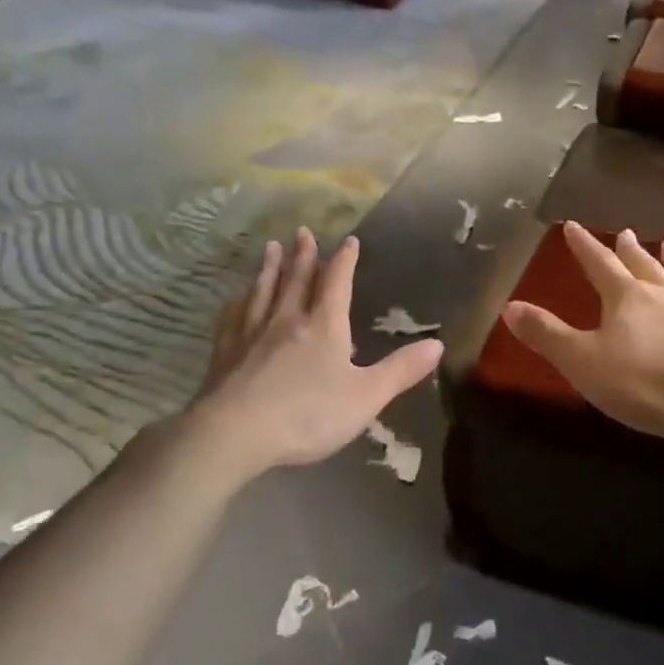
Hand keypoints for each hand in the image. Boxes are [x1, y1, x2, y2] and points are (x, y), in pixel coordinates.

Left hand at [188, 229, 441, 476]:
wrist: (235, 433)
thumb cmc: (308, 414)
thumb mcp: (367, 396)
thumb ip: (401, 370)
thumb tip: (437, 344)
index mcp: (324, 326)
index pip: (337, 283)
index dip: (345, 261)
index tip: (349, 241)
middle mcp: (287, 319)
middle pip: (297, 280)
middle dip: (304, 255)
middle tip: (303, 231)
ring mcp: (252, 333)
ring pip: (264, 290)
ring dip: (270, 268)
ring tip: (272, 248)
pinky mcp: (225, 351)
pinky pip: (233, 316)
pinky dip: (239, 301)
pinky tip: (237, 297)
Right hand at [502, 222, 663, 450]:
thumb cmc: (641, 383)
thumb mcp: (581, 361)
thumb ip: (546, 334)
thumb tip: (510, 306)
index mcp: (626, 298)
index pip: (599, 264)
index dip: (584, 246)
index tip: (572, 226)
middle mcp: (663, 296)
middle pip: (642, 265)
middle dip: (628, 250)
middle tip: (624, 233)